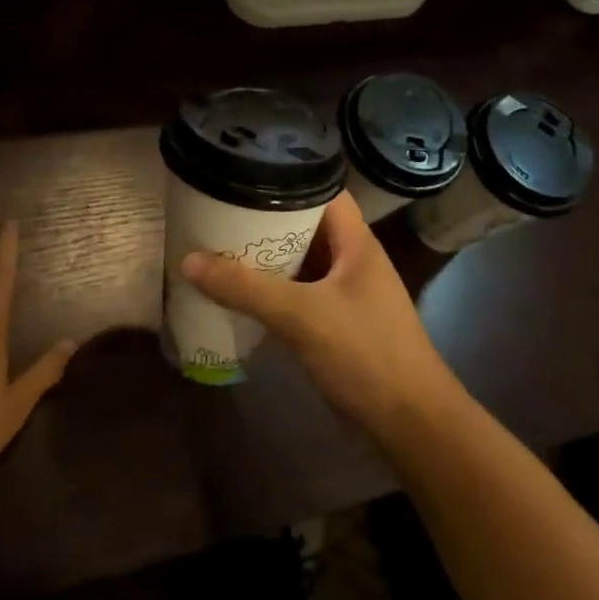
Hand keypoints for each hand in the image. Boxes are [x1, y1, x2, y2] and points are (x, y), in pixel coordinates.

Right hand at [180, 192, 463, 442]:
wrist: (410, 424)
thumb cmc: (365, 354)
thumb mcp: (302, 315)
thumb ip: (246, 288)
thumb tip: (188, 261)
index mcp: (356, 243)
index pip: (323, 190)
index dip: (287, 177)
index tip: (244, 175)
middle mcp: (352, 261)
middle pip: (306, 227)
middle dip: (265, 221)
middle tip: (218, 213)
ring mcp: (346, 295)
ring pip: (300, 265)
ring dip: (266, 260)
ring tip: (218, 247)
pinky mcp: (337, 325)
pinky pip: (299, 297)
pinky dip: (272, 294)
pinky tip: (238, 296)